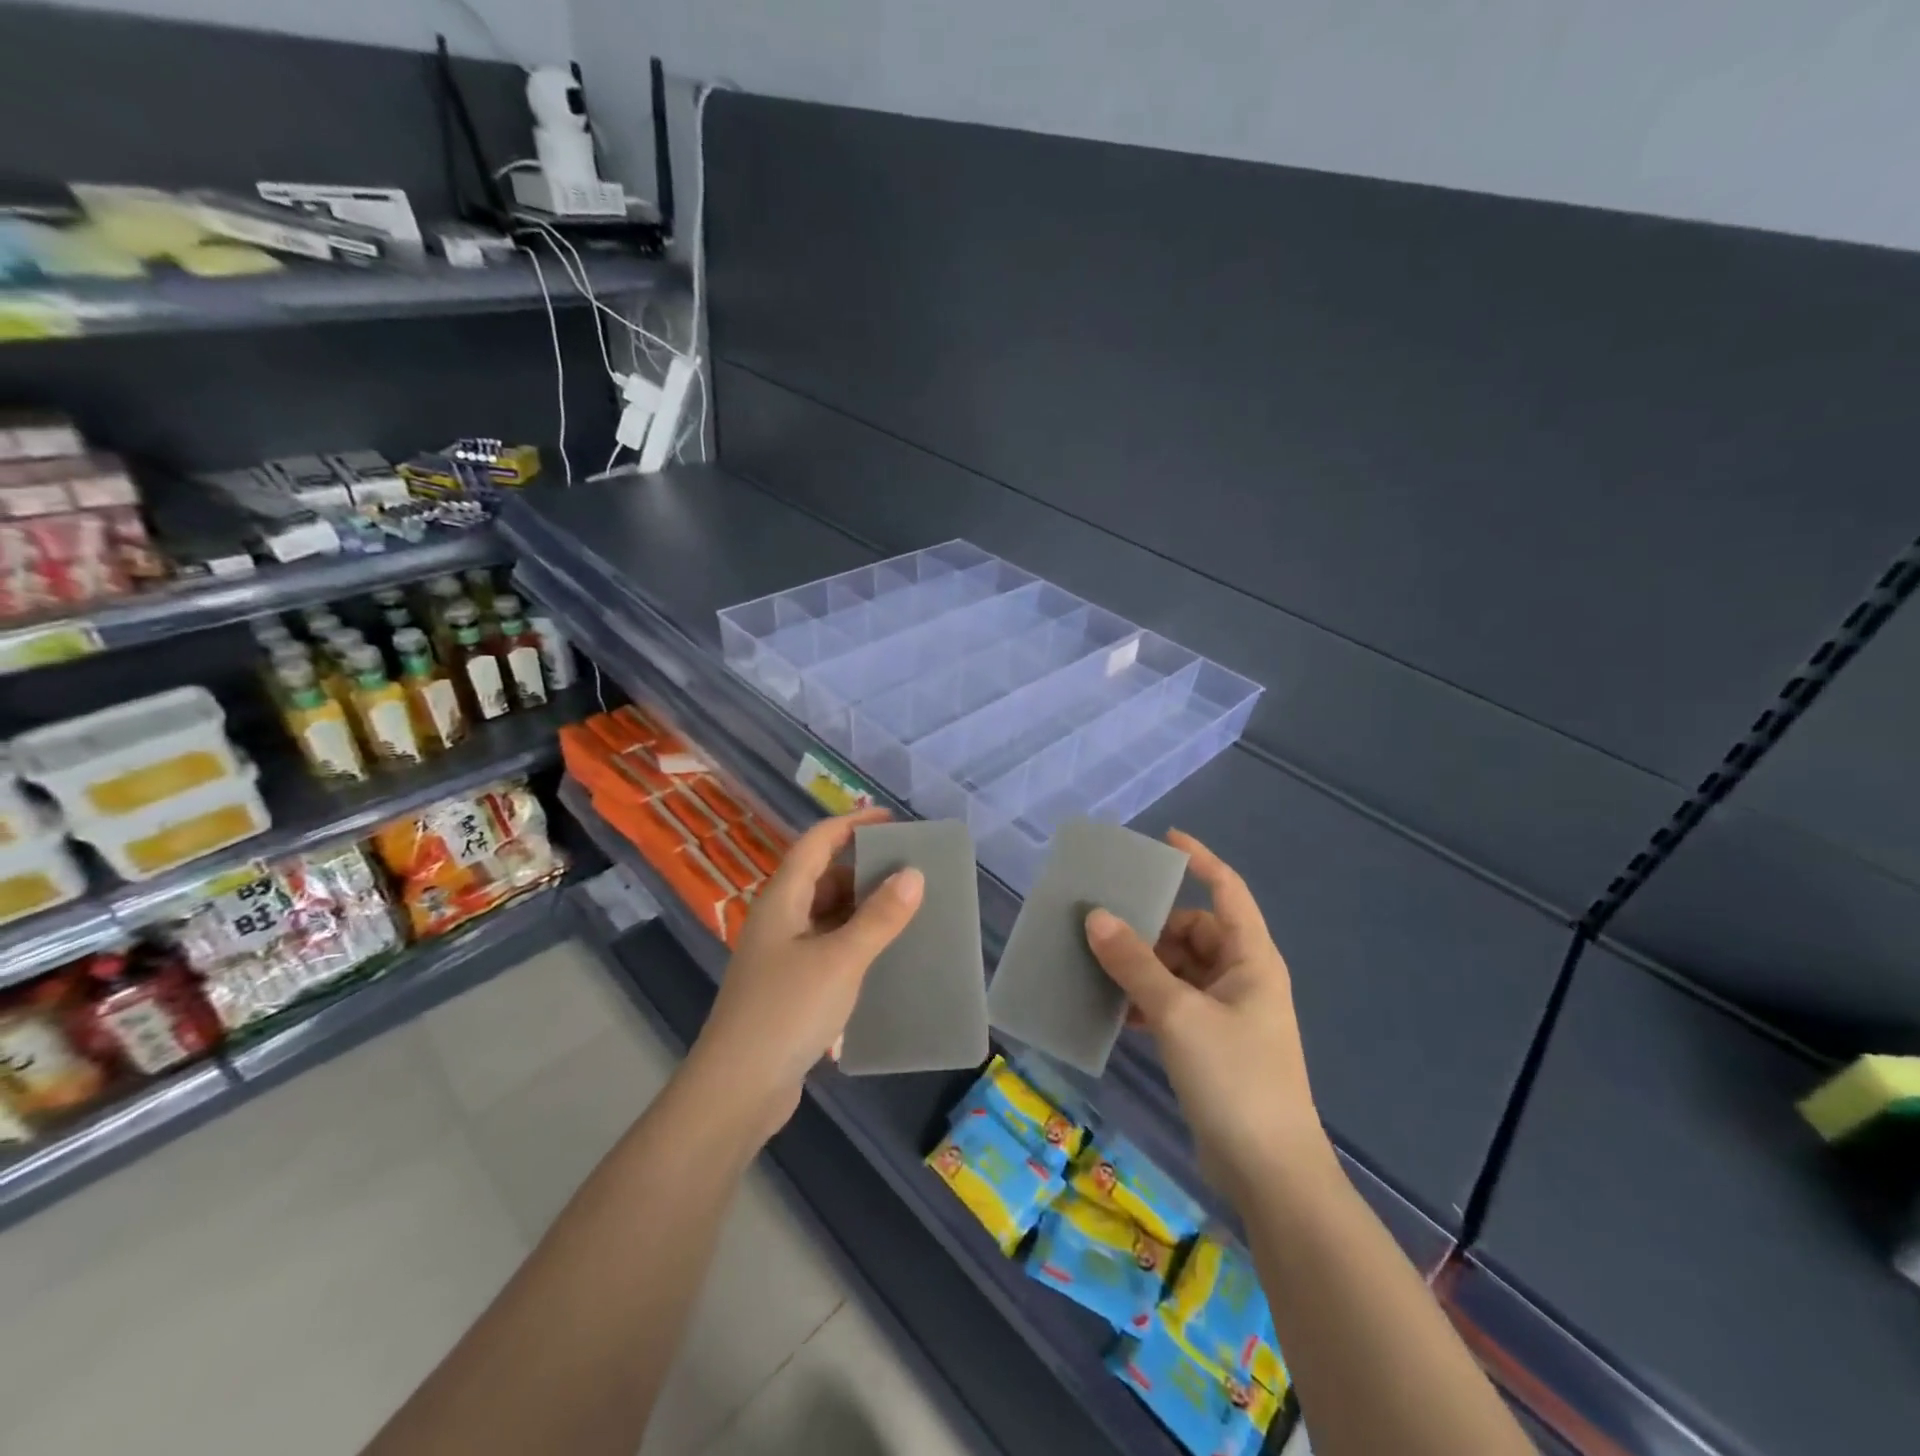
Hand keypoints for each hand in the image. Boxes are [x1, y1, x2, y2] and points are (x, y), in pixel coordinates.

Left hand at [687, 807, 923, 1143]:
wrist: (736, 1091)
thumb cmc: (786, 1012)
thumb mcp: (840, 959)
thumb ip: (879, 917)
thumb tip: (913, 873)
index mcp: (782, 900)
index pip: (816, 843)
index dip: (851, 824)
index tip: (891, 820)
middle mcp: (779, 921)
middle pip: (823, 878)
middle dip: (864, 870)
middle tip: (910, 871)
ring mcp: (782, 957)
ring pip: (827, 917)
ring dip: (862, 910)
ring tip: (906, 911)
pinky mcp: (789, 989)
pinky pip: (828, 950)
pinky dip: (855, 945)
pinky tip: (883, 959)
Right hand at [1084, 831, 1330, 1200]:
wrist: (1270, 1174)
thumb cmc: (1234, 1078)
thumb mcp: (1178, 1013)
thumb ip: (1135, 963)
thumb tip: (1095, 917)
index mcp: (1250, 958)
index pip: (1227, 890)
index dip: (1199, 860)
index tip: (1163, 840)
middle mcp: (1243, 978)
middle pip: (1193, 932)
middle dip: (1152, 927)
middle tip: (1104, 924)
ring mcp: (1228, 1014)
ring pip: (1179, 970)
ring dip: (1144, 967)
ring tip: (1099, 965)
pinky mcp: (1212, 1045)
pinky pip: (1174, 1004)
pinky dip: (1147, 1001)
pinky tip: (1115, 1010)